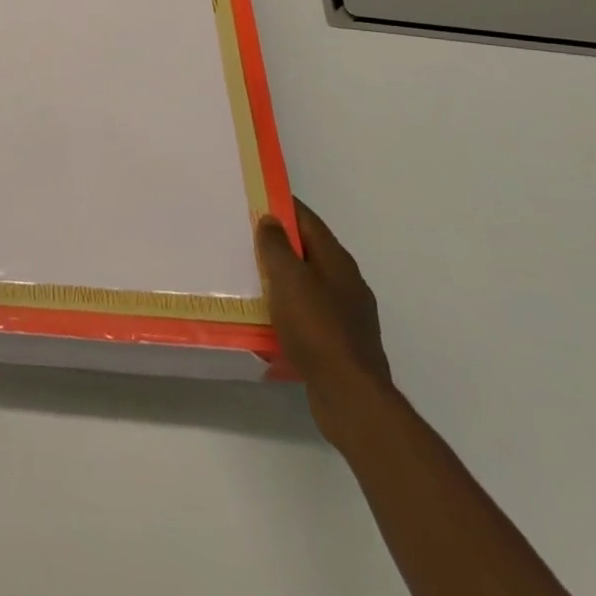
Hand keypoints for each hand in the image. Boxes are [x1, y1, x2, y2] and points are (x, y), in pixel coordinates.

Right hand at [256, 198, 391, 415]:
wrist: (351, 395)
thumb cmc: (316, 328)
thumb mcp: (288, 279)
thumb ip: (277, 246)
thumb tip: (271, 219)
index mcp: (336, 260)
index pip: (307, 220)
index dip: (282, 207)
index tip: (255, 200)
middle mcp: (346, 282)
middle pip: (309, 251)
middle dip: (280, 244)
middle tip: (245, 239)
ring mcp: (347, 314)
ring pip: (309, 284)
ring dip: (283, 279)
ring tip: (251, 278)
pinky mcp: (341, 343)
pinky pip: (309, 315)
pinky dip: (290, 310)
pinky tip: (270, 319)